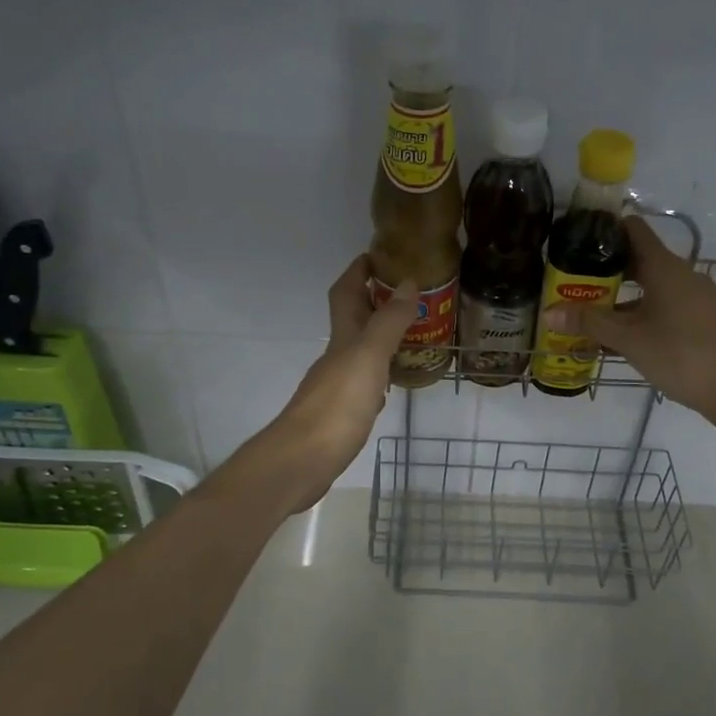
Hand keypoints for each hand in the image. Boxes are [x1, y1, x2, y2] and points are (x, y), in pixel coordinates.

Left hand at [226, 256, 416, 514]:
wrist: (302, 461)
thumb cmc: (337, 405)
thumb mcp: (368, 357)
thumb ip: (389, 321)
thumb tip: (408, 281)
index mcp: (343, 337)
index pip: (346, 292)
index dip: (358, 270)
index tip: (379, 254)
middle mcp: (338, 356)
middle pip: (353, 319)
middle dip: (374, 300)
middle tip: (410, 294)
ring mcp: (338, 385)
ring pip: (360, 350)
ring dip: (381, 336)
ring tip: (412, 332)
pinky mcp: (342, 412)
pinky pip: (365, 381)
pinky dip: (380, 372)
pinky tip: (393, 381)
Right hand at [541, 216, 715, 427]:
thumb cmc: (681, 355)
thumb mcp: (629, 339)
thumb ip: (589, 322)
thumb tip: (548, 312)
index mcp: (664, 267)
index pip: (632, 229)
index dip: (604, 228)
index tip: (576, 237)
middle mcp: (681, 274)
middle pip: (638, 259)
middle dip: (604, 269)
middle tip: (571, 280)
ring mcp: (694, 296)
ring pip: (650, 286)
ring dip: (620, 295)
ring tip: (588, 310)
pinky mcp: (701, 318)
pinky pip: (663, 304)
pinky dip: (640, 311)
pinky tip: (620, 335)